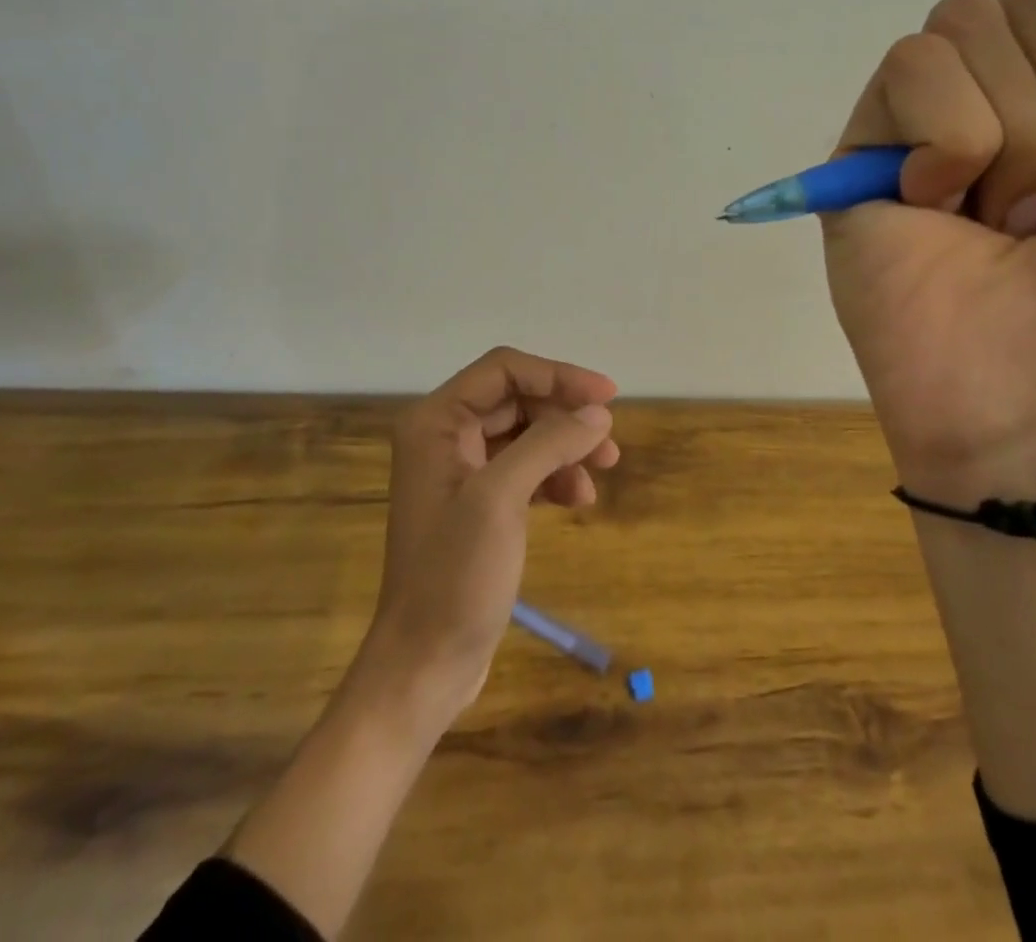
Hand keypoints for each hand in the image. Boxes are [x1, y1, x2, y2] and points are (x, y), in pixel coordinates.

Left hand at [224, 348, 617, 936]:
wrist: (425, 664)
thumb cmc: (454, 576)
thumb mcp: (501, 499)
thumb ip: (549, 444)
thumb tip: (598, 413)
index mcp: (436, 422)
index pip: (504, 371)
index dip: (558, 376)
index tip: (607, 396)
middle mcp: (446, 437)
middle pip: (518, 400)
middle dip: (566, 416)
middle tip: (610, 441)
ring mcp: (462, 472)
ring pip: (527, 435)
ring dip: (566, 446)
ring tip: (603, 471)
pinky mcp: (479, 504)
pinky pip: (525, 469)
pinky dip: (555, 476)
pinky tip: (578, 500)